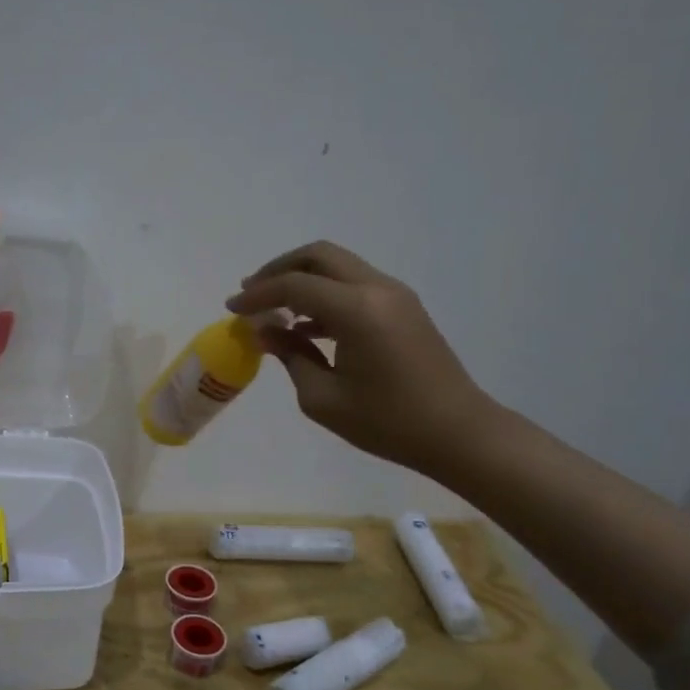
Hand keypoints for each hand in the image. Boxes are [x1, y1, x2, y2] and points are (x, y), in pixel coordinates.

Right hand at [227, 241, 497, 474]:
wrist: (457, 433)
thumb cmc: (386, 422)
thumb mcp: (322, 398)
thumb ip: (290, 356)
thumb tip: (264, 331)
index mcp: (357, 311)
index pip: (294, 286)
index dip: (258, 294)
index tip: (232, 309)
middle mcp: (377, 289)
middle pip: (318, 256)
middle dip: (279, 270)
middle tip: (251, 293)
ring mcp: (395, 295)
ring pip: (338, 266)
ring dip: (302, 279)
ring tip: (273, 309)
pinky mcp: (403, 307)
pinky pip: (354, 284)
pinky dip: (324, 293)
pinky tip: (305, 325)